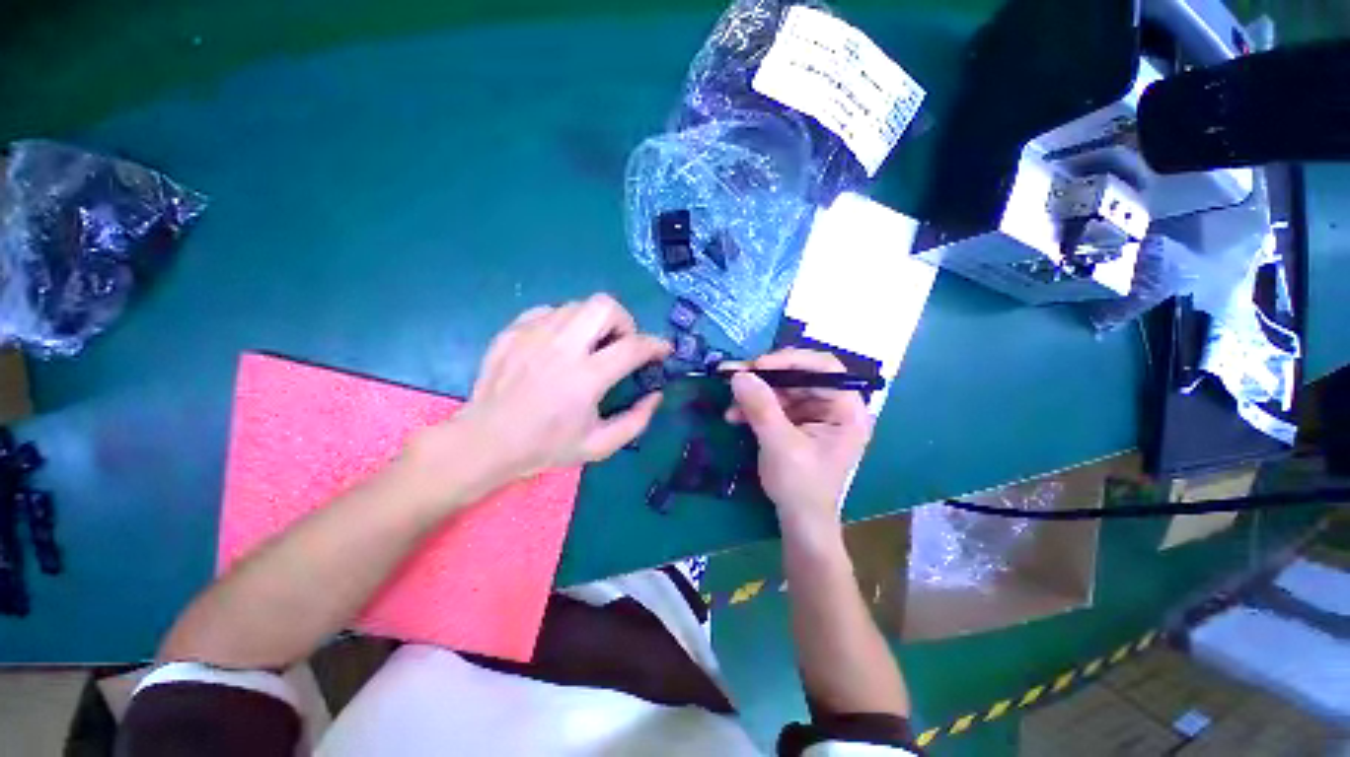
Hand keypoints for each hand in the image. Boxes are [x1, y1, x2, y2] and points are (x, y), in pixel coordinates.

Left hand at [408, 294, 669, 503]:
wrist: (484, 443)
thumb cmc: (545, 447)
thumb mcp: (599, 446)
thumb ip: (636, 421)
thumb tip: (656, 395)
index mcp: (586, 377)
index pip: (633, 346)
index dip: (656, 344)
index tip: (663, 350)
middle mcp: (561, 347)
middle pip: (605, 306)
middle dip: (624, 321)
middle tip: (621, 345)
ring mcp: (533, 334)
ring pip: (578, 305)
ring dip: (594, 323)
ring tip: (590, 346)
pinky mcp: (513, 331)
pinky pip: (549, 311)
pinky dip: (564, 323)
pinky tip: (560, 345)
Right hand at [726, 349, 872, 538]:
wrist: (799, 521)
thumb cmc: (800, 486)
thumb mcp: (780, 444)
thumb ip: (761, 407)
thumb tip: (739, 374)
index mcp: (847, 410)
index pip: (825, 368)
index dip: (791, 360)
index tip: (758, 366)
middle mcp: (834, 406)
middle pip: (799, 376)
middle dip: (764, 378)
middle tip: (733, 375)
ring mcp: (815, 414)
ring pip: (782, 389)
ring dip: (754, 395)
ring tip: (729, 404)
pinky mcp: (797, 423)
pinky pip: (775, 404)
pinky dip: (754, 407)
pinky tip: (734, 415)